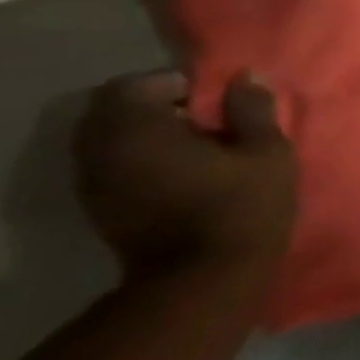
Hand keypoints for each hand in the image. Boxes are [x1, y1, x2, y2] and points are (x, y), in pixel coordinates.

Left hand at [74, 71, 297, 284]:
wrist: (203, 280)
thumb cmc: (241, 206)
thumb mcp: (266, 151)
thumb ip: (252, 109)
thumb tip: (243, 79)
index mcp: (137, 131)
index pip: (135, 85)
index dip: (175, 83)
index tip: (213, 100)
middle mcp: (101, 152)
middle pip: (113, 110)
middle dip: (156, 107)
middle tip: (206, 120)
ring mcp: (93, 184)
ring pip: (109, 139)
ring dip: (146, 134)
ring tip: (196, 147)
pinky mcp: (99, 209)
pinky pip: (111, 165)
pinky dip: (140, 158)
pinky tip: (180, 173)